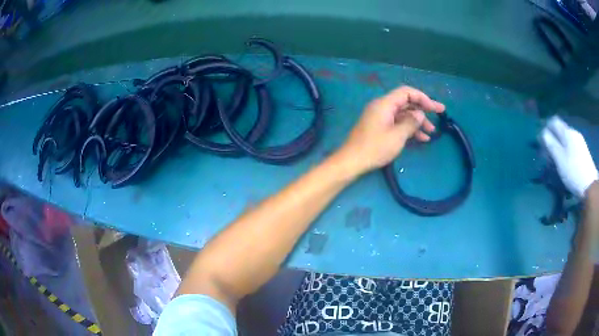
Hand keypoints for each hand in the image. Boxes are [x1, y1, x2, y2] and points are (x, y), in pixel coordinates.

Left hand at [337, 86, 444, 174]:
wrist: (352, 161)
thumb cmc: (375, 148)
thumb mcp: (397, 136)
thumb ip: (411, 122)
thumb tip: (419, 113)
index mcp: (385, 104)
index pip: (406, 92)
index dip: (423, 97)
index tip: (435, 108)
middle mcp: (382, 107)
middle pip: (406, 103)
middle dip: (423, 109)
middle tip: (440, 114)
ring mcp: (380, 117)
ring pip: (403, 114)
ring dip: (418, 122)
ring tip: (432, 132)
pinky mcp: (379, 127)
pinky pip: (397, 123)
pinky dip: (409, 129)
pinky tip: (421, 138)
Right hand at [541, 116, 597, 197]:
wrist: (589, 185)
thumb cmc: (573, 171)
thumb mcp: (559, 159)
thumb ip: (551, 144)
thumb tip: (543, 133)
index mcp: (567, 132)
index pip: (554, 121)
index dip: (547, 128)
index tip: (542, 140)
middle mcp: (573, 132)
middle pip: (561, 130)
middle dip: (554, 139)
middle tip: (549, 153)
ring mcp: (580, 141)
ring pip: (567, 139)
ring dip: (561, 146)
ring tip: (558, 159)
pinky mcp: (583, 151)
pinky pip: (572, 146)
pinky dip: (567, 151)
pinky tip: (567, 162)